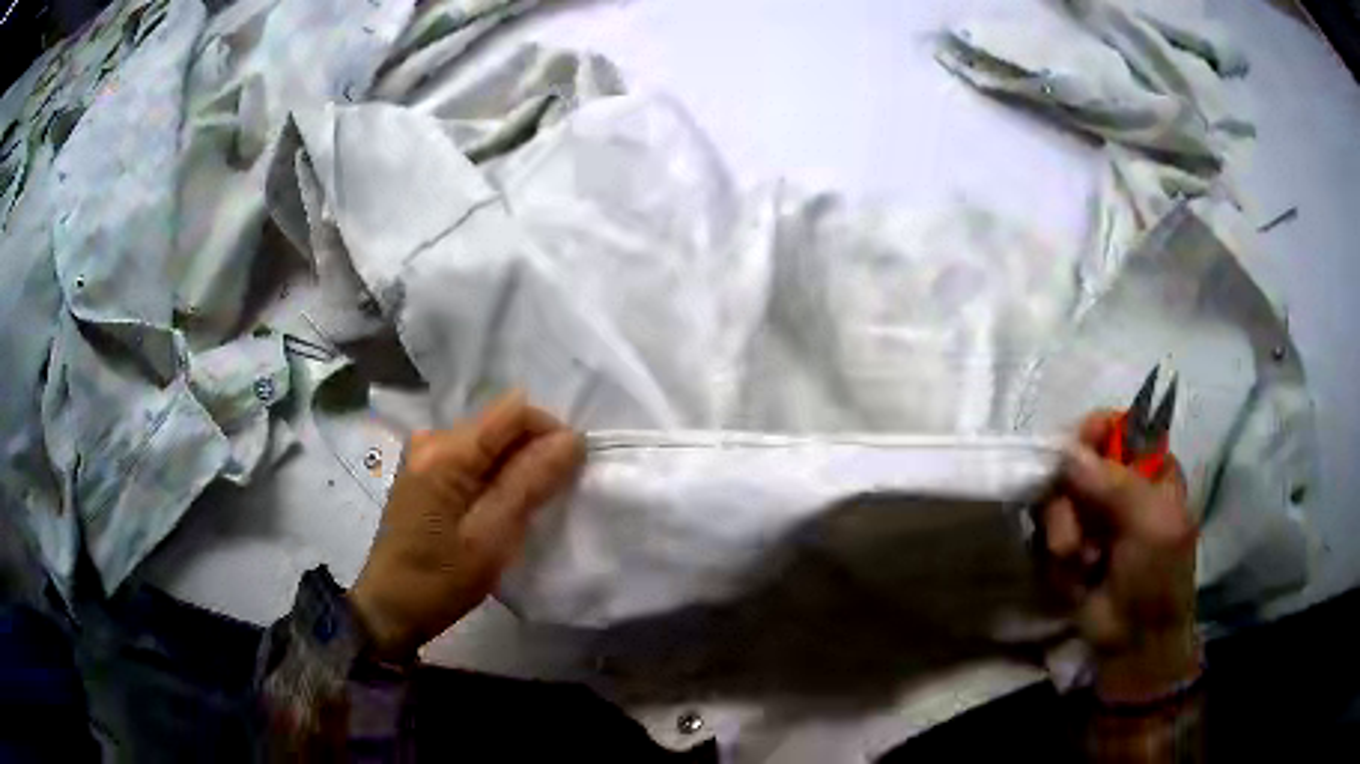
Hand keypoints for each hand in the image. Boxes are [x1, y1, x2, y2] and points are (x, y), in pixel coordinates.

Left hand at [348, 391, 584, 659]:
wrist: (390, 609)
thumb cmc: (440, 580)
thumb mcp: (491, 538)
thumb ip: (530, 483)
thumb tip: (571, 439)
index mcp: (446, 451)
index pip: (514, 411)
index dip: (550, 432)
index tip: (568, 474)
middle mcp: (432, 438)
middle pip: (500, 424)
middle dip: (534, 452)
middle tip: (547, 500)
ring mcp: (424, 453)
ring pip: (489, 441)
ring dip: (516, 467)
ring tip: (524, 509)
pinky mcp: (424, 472)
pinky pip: (473, 458)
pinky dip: (495, 477)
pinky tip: (497, 509)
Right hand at [1042, 410, 1198, 698]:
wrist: (1132, 644)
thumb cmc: (1156, 580)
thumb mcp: (1151, 526)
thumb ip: (1115, 483)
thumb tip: (1066, 450)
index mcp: (1150, 469)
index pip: (1115, 426)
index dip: (1092, 433)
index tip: (1076, 455)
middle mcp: (1117, 485)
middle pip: (1076, 461)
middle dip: (1071, 499)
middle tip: (1076, 535)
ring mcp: (1091, 516)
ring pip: (1055, 498)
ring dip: (1063, 534)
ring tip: (1083, 565)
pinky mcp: (1067, 546)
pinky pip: (1045, 534)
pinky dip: (1057, 558)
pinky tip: (1075, 577)